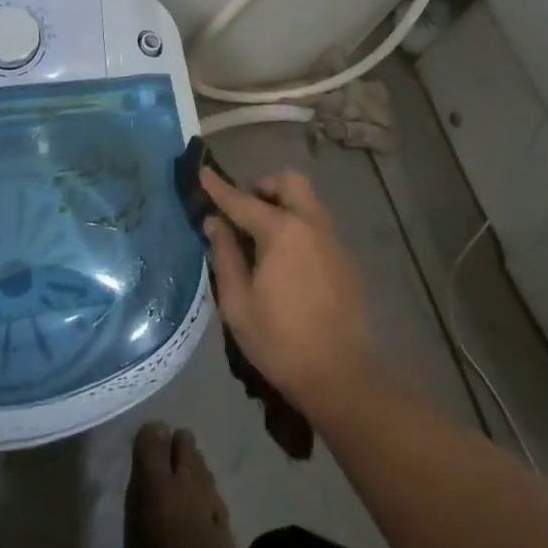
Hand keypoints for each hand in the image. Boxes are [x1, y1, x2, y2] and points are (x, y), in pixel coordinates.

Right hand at [200, 168, 381, 422]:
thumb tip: (214, 223)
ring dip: (282, 202)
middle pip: (288, 182)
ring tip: (261, 234)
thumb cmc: (280, 341)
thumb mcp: (238, 303)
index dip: (219, 187)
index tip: (203, 172)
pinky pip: (317, 222)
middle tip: (243, 210)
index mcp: (281, 231)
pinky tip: (285, 256)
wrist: (341, 375)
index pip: (242, 200)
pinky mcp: (344, 258)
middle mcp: (310, 223)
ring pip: (306, 199)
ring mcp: (332, 239)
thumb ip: (224, 255)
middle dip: (262, 186)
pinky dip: (297, 222)